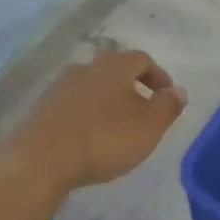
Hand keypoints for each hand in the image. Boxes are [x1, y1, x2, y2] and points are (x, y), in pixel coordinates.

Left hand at [0, 47, 186, 192]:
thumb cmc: (104, 139)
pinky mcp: (41, 108)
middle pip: (113, 68)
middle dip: (130, 85)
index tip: (166, 96)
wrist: (40, 160)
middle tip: (141, 107)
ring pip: (90, 85)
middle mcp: (85, 68)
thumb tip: (178, 91)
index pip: (141, 59)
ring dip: (106, 99)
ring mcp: (59, 87)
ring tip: (115, 124)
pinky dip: (85, 114)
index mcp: (114, 67)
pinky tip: (88, 135)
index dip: (157, 75)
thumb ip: (167, 106)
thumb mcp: (148, 126)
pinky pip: (71, 104)